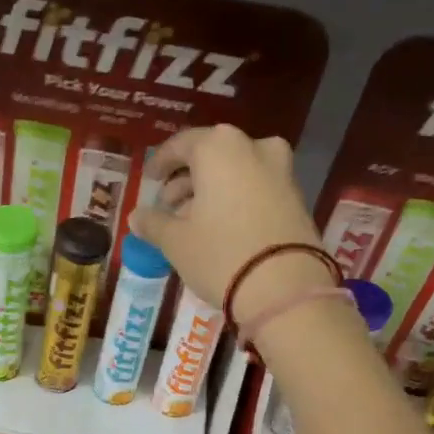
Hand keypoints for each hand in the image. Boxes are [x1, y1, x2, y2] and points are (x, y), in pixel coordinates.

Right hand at [130, 125, 332, 330]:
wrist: (285, 289)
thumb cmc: (220, 255)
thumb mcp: (176, 242)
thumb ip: (153, 223)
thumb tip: (137, 216)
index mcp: (219, 148)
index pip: (181, 144)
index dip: (161, 163)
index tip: (149, 180)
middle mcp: (253, 147)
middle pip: (211, 156)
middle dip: (187, 180)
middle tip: (168, 206)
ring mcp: (281, 170)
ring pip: (236, 171)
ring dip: (211, 191)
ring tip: (192, 221)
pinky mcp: (296, 197)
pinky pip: (256, 188)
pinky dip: (236, 199)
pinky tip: (221, 228)